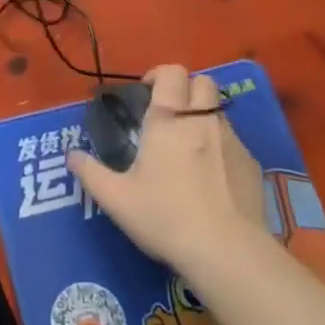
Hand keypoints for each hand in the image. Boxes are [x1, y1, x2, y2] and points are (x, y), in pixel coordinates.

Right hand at [68, 65, 272, 282]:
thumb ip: (90, 173)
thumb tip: (71, 156)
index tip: (146, 93)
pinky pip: (234, 142)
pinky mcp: (252, 165)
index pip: (171, 72)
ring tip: (188, 148)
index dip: (159, 75)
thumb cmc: (165, 217)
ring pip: (219, 112)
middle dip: (186, 89)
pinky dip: (220, 148)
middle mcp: (202, 120)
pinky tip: (211, 179)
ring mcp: (232, 141)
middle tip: (169, 116)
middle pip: (203, 82)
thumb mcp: (116, 199)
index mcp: (168, 120)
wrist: (226, 251)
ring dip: (203, 118)